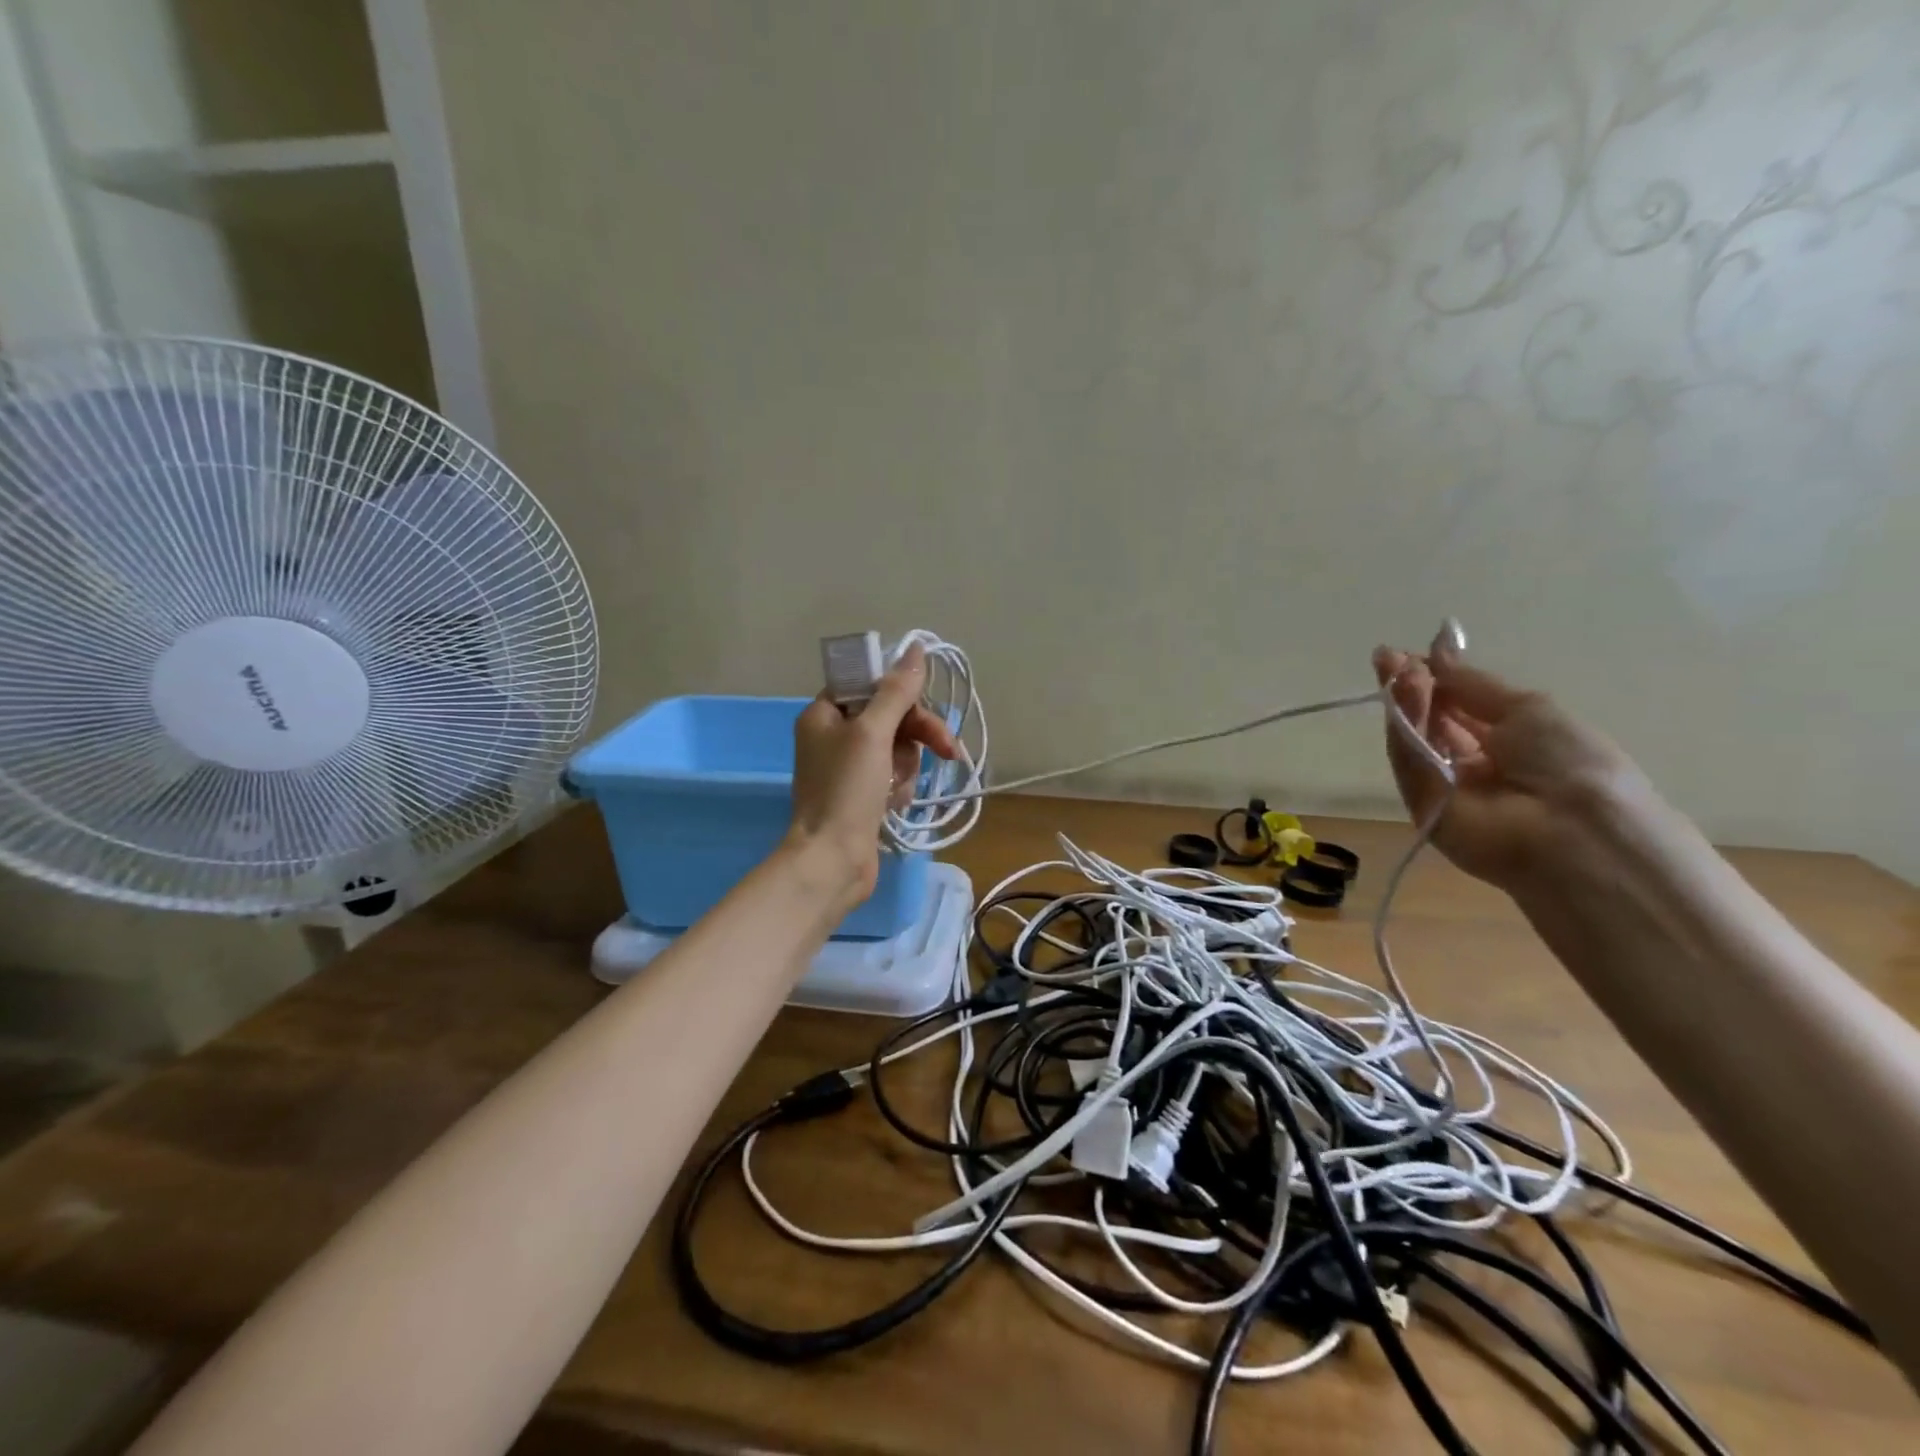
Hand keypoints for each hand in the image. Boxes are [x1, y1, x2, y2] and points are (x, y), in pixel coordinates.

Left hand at [786, 643, 958, 904]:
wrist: (832, 860)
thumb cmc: (846, 790)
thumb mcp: (872, 732)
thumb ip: (896, 691)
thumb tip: (915, 649)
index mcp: (824, 714)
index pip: (869, 685)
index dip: (899, 693)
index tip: (924, 705)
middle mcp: (833, 737)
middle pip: (890, 716)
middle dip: (918, 733)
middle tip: (947, 748)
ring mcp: (848, 768)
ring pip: (897, 747)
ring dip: (908, 765)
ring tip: (900, 787)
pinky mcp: (863, 795)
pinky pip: (894, 775)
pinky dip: (900, 786)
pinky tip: (895, 804)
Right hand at [1373, 631, 1642, 889]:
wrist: (1573, 832)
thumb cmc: (1569, 761)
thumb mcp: (1527, 708)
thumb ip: (1471, 683)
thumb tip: (1437, 648)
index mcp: (1510, 740)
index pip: (1458, 706)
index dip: (1435, 678)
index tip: (1407, 653)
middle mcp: (1475, 763)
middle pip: (1431, 721)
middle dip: (1411, 687)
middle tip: (1387, 658)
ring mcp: (1446, 786)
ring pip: (1416, 738)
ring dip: (1406, 702)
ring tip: (1396, 671)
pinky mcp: (1421, 806)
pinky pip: (1409, 762)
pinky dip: (1403, 728)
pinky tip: (1402, 695)